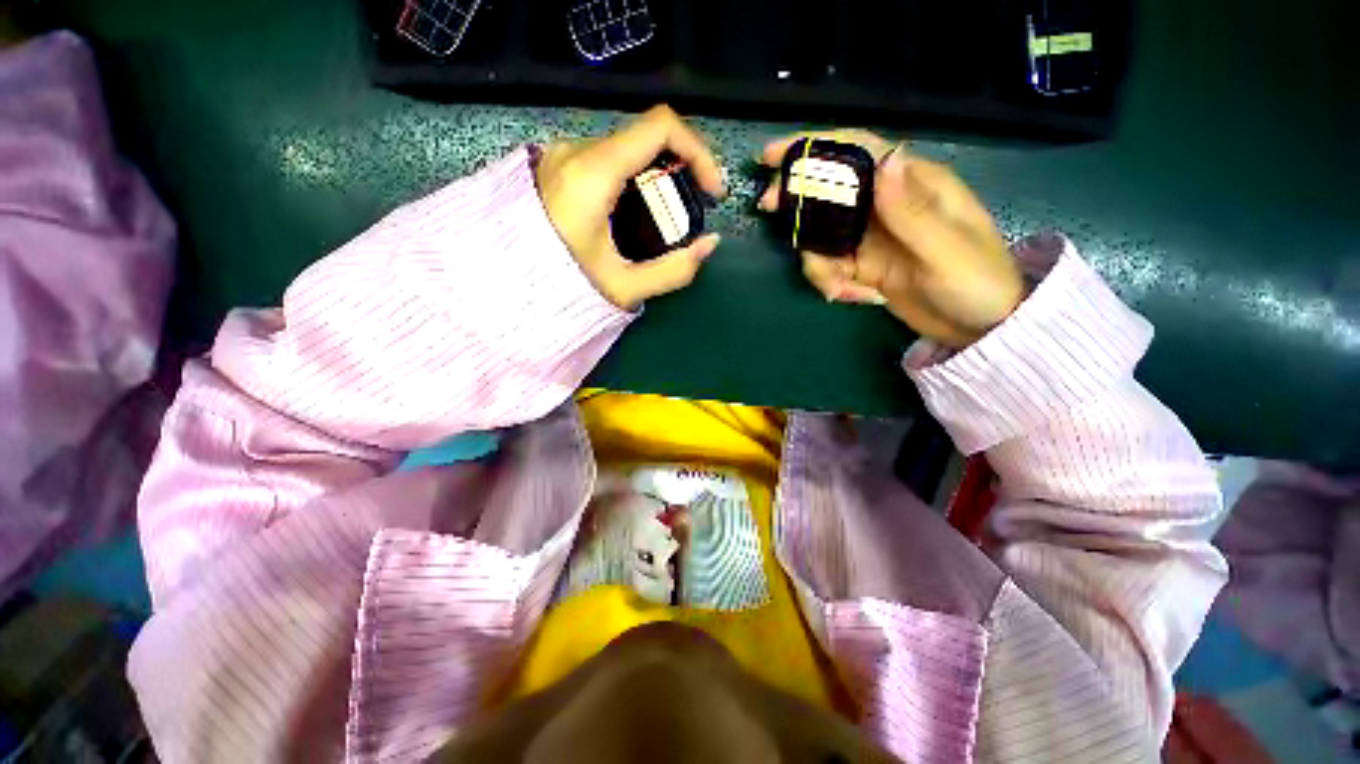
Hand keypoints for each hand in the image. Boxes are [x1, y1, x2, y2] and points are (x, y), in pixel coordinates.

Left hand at [537, 106, 725, 309]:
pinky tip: (633, 216)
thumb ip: (673, 270)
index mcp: (592, 174)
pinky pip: (607, 160)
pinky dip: (632, 181)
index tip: (710, 190)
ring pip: (627, 151)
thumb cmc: (559, 286)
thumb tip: (709, 244)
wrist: (503, 284)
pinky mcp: (556, 164)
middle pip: (645, 141)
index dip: (698, 151)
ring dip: (655, 179)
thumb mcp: (623, 288)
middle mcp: (576, 150)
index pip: (660, 127)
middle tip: (689, 213)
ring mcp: (562, 154)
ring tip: (662, 220)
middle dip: (679, 173)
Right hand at [758, 130, 1024, 347]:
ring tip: (839, 290)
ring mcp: (870, 237)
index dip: (815, 147)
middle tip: (769, 210)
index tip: (773, 156)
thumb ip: (911, 210)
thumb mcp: (946, 249)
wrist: (980, 328)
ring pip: (820, 235)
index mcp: (911, 185)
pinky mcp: (862, 266)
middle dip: (796, 199)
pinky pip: (828, 265)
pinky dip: (830, 281)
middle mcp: (884, 205)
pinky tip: (851, 298)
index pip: (859, 152)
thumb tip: (884, 158)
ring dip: (817, 263)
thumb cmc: (976, 283)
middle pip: (829, 190)